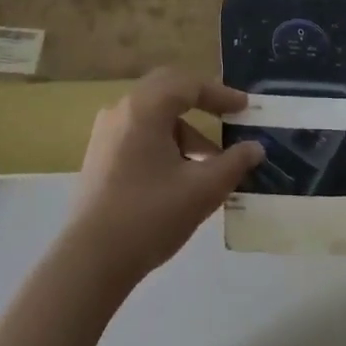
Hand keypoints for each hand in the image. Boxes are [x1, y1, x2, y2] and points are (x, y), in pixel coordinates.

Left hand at [67, 67, 261, 285]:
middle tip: (227, 116)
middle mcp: (122, 110)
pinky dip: (164, 142)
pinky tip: (180, 175)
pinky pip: (138, 134)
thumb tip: (255, 148)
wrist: (91, 260)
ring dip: (184, 130)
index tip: (245, 108)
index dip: (221, 94)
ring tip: (210, 163)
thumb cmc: (151, 215)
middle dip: (200, 103)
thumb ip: (233, 163)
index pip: (189, 85)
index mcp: (145, 108)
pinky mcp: (99, 157)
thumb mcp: (203, 189)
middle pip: (167, 90)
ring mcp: (106, 133)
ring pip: (153, 116)